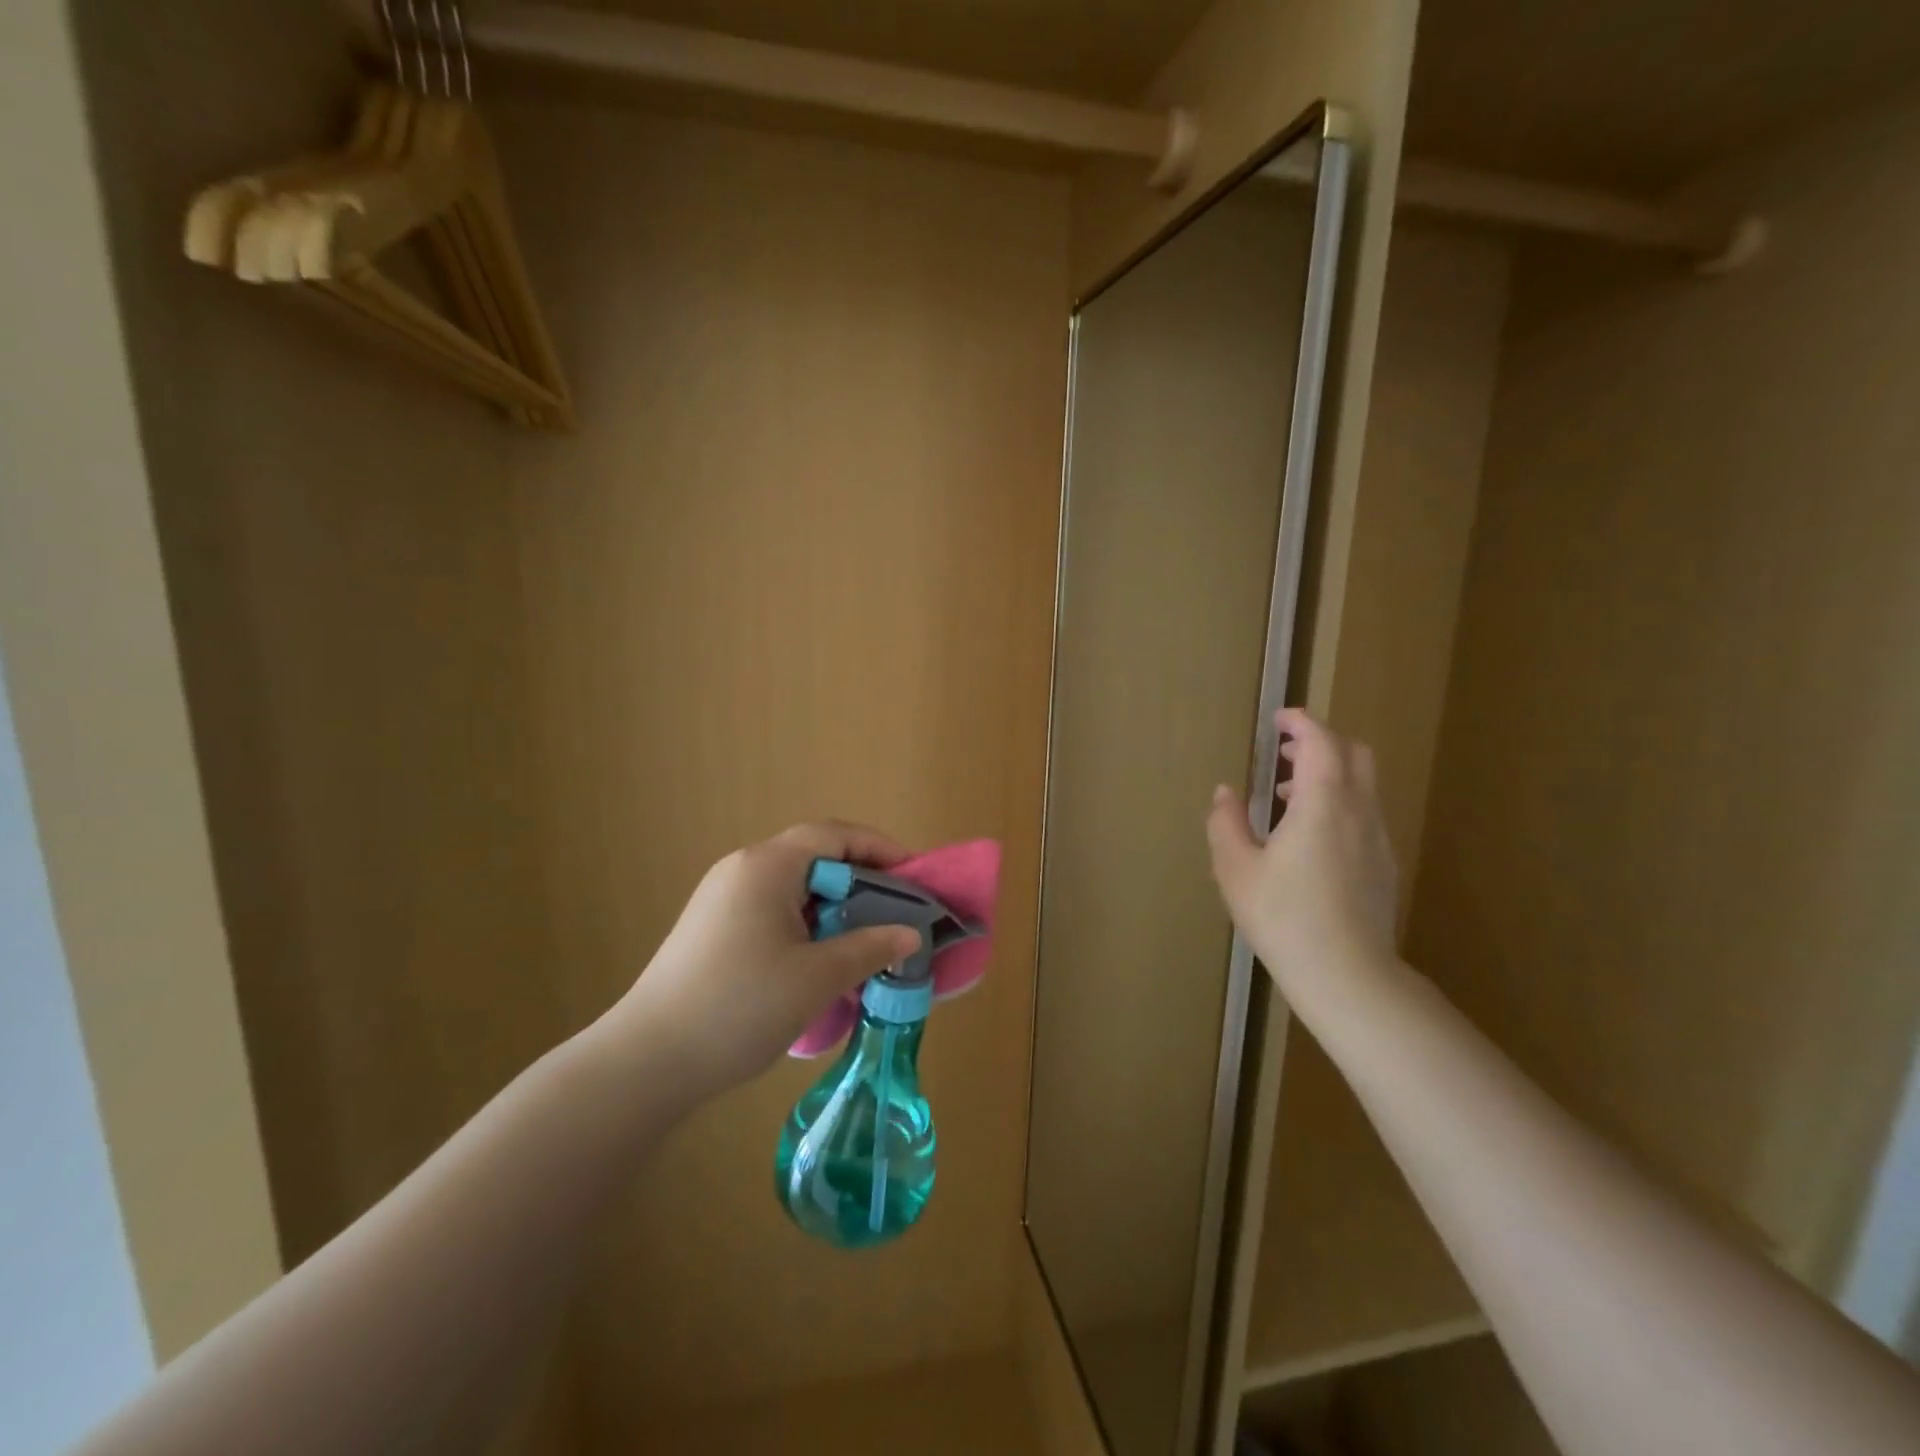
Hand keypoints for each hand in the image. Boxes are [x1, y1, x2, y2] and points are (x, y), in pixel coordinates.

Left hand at [598, 822, 922, 1103]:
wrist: (648, 1062)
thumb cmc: (739, 1006)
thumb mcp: (816, 977)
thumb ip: (870, 948)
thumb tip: (910, 935)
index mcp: (767, 866)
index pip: (833, 835)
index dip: (880, 848)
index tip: (915, 876)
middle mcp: (743, 870)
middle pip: (815, 858)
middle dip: (861, 883)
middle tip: (897, 914)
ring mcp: (724, 900)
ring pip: (796, 890)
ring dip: (836, 910)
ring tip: (867, 943)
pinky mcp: (714, 930)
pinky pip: (775, 913)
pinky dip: (809, 928)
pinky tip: (824, 964)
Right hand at [1206, 709, 1399, 999]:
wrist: (1348, 975)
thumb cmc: (1284, 917)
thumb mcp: (1235, 869)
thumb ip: (1227, 823)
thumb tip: (1226, 793)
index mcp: (1322, 804)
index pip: (1321, 743)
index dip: (1301, 723)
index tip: (1279, 719)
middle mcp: (1358, 812)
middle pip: (1353, 754)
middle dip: (1321, 741)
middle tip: (1285, 750)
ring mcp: (1377, 839)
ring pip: (1362, 785)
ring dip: (1328, 774)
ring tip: (1287, 795)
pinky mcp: (1383, 865)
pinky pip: (1364, 813)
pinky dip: (1339, 803)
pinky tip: (1309, 837)